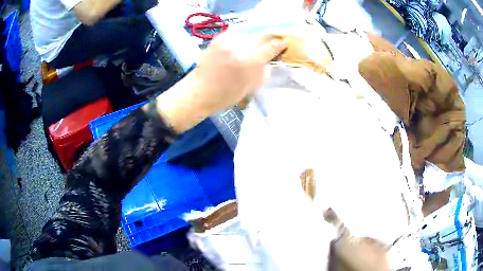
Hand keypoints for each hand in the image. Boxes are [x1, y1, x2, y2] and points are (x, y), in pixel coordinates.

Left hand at [154, 33, 287, 133]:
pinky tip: (239, 47)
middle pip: (260, 36)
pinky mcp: (217, 39)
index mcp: (248, 62)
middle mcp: (238, 47)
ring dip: (253, 39)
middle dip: (269, 38)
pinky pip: (235, 35)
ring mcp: (226, 41)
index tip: (284, 43)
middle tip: (273, 41)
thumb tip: (269, 61)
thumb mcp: (249, 88)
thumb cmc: (224, 96)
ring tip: (254, 46)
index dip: (279, 44)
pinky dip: (240, 40)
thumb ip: (262, 72)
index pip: (270, 48)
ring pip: (247, 34)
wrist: (197, 92)